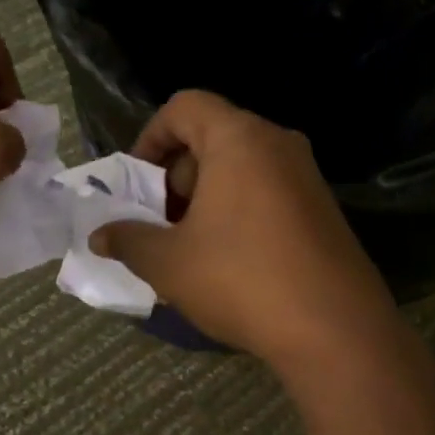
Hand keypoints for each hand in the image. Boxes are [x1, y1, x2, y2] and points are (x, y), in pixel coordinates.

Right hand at [90, 90, 398, 368]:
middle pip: (213, 137)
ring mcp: (307, 176)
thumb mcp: (169, 263)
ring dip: (206, 199)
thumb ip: (128, 240)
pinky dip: (238, 211)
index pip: (185, 106)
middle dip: (176, 177)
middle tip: (160, 225)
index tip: (137, 183)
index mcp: (240, 139)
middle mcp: (279, 144)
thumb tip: (99, 236)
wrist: (335, 329)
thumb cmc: (241, 280)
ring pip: (241, 168)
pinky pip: (268, 192)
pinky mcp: (323, 209)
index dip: (150, 137)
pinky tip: (230, 262)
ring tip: (190, 249)